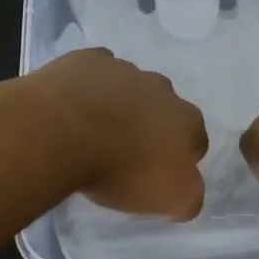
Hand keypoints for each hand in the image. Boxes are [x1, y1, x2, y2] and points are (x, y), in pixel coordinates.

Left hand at [31, 48, 208, 218]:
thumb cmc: (121, 169)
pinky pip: (95, 70)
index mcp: (186, 120)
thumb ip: (189, 195)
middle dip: (151, 126)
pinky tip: (73, 104)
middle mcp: (162, 88)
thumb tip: (187, 190)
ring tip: (94, 129)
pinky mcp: (88, 60)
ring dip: (120, 104)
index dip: (178, 159)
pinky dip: (90, 85)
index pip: (196, 141)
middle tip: (125, 152)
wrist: (62, 131)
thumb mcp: (171, 198)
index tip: (155, 175)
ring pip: (130, 87)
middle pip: (164, 109)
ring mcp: (124, 69)